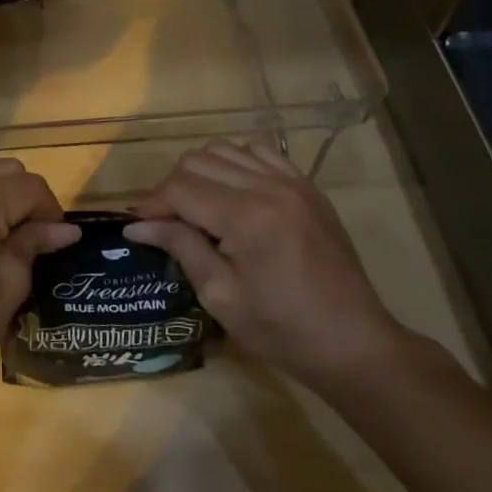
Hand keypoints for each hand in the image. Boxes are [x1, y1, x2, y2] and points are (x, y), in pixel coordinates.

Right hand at [124, 139, 407, 390]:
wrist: (354, 343)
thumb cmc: (282, 330)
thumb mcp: (220, 296)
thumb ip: (180, 247)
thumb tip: (137, 225)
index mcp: (246, 218)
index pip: (179, 188)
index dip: (152, 205)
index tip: (139, 226)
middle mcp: (268, 187)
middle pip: (197, 160)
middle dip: (173, 187)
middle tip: (168, 222)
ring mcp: (292, 182)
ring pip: (224, 149)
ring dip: (202, 172)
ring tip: (200, 207)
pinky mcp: (308, 186)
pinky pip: (259, 152)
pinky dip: (236, 164)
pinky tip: (233, 194)